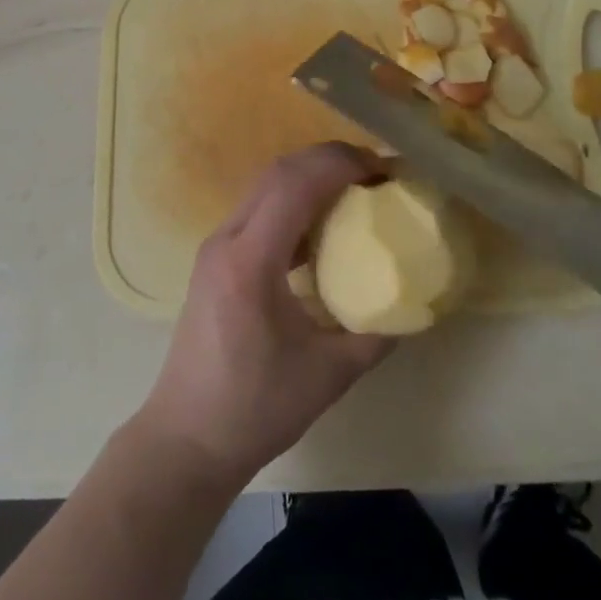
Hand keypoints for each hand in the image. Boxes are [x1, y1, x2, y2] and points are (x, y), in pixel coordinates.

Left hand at [134, 144, 392, 488]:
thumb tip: (413, 306)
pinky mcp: (217, 258)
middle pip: (278, 173)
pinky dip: (293, 202)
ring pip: (266, 186)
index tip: (383, 169)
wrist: (187, 438)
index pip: (294, 185)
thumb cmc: (255, 409)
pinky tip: (323, 227)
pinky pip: (259, 210)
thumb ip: (374, 335)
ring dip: (310, 177)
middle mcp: (227, 239)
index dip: (340, 164)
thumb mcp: (328, 375)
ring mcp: (217, 245)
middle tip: (376, 173)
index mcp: (251, 261)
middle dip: (329, 160)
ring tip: (356, 190)